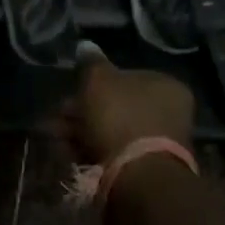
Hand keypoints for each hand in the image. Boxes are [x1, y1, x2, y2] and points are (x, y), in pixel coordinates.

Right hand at [57, 51, 193, 164]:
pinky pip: (114, 154)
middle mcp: (168, 113)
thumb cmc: (120, 117)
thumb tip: (86, 46)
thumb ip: (91, 62)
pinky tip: (68, 152)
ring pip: (111, 131)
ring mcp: (159, 145)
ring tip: (55, 136)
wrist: (138, 178)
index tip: (71, 90)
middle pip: (116, 106)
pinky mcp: (146, 171)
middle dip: (83, 110)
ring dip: (82, 132)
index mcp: (166, 86)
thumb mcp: (99, 80)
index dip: (94, 82)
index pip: (126, 76)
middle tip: (58, 116)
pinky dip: (91, 152)